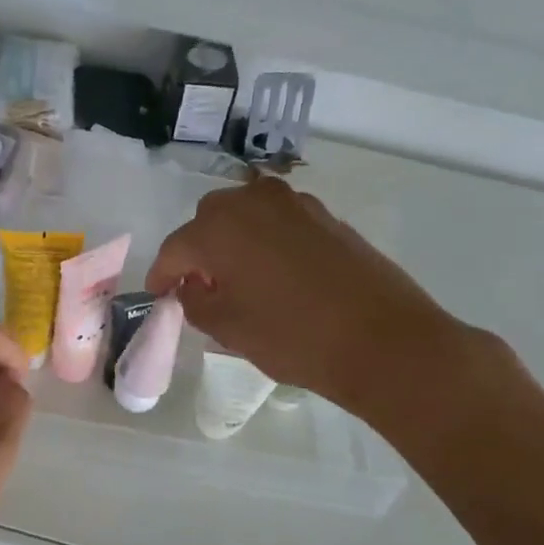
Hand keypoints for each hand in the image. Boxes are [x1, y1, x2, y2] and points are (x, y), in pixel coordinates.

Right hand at [145, 177, 484, 430]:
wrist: (385, 341)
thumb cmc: (294, 337)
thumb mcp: (229, 329)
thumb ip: (195, 302)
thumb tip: (191, 288)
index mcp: (219, 228)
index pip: (176, 248)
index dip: (162, 275)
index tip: (158, 295)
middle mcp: (253, 203)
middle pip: (209, 220)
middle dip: (197, 250)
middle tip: (199, 286)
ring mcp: (295, 205)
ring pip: (246, 215)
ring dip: (232, 240)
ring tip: (237, 279)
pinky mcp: (326, 217)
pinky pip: (279, 222)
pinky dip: (265, 240)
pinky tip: (274, 274)